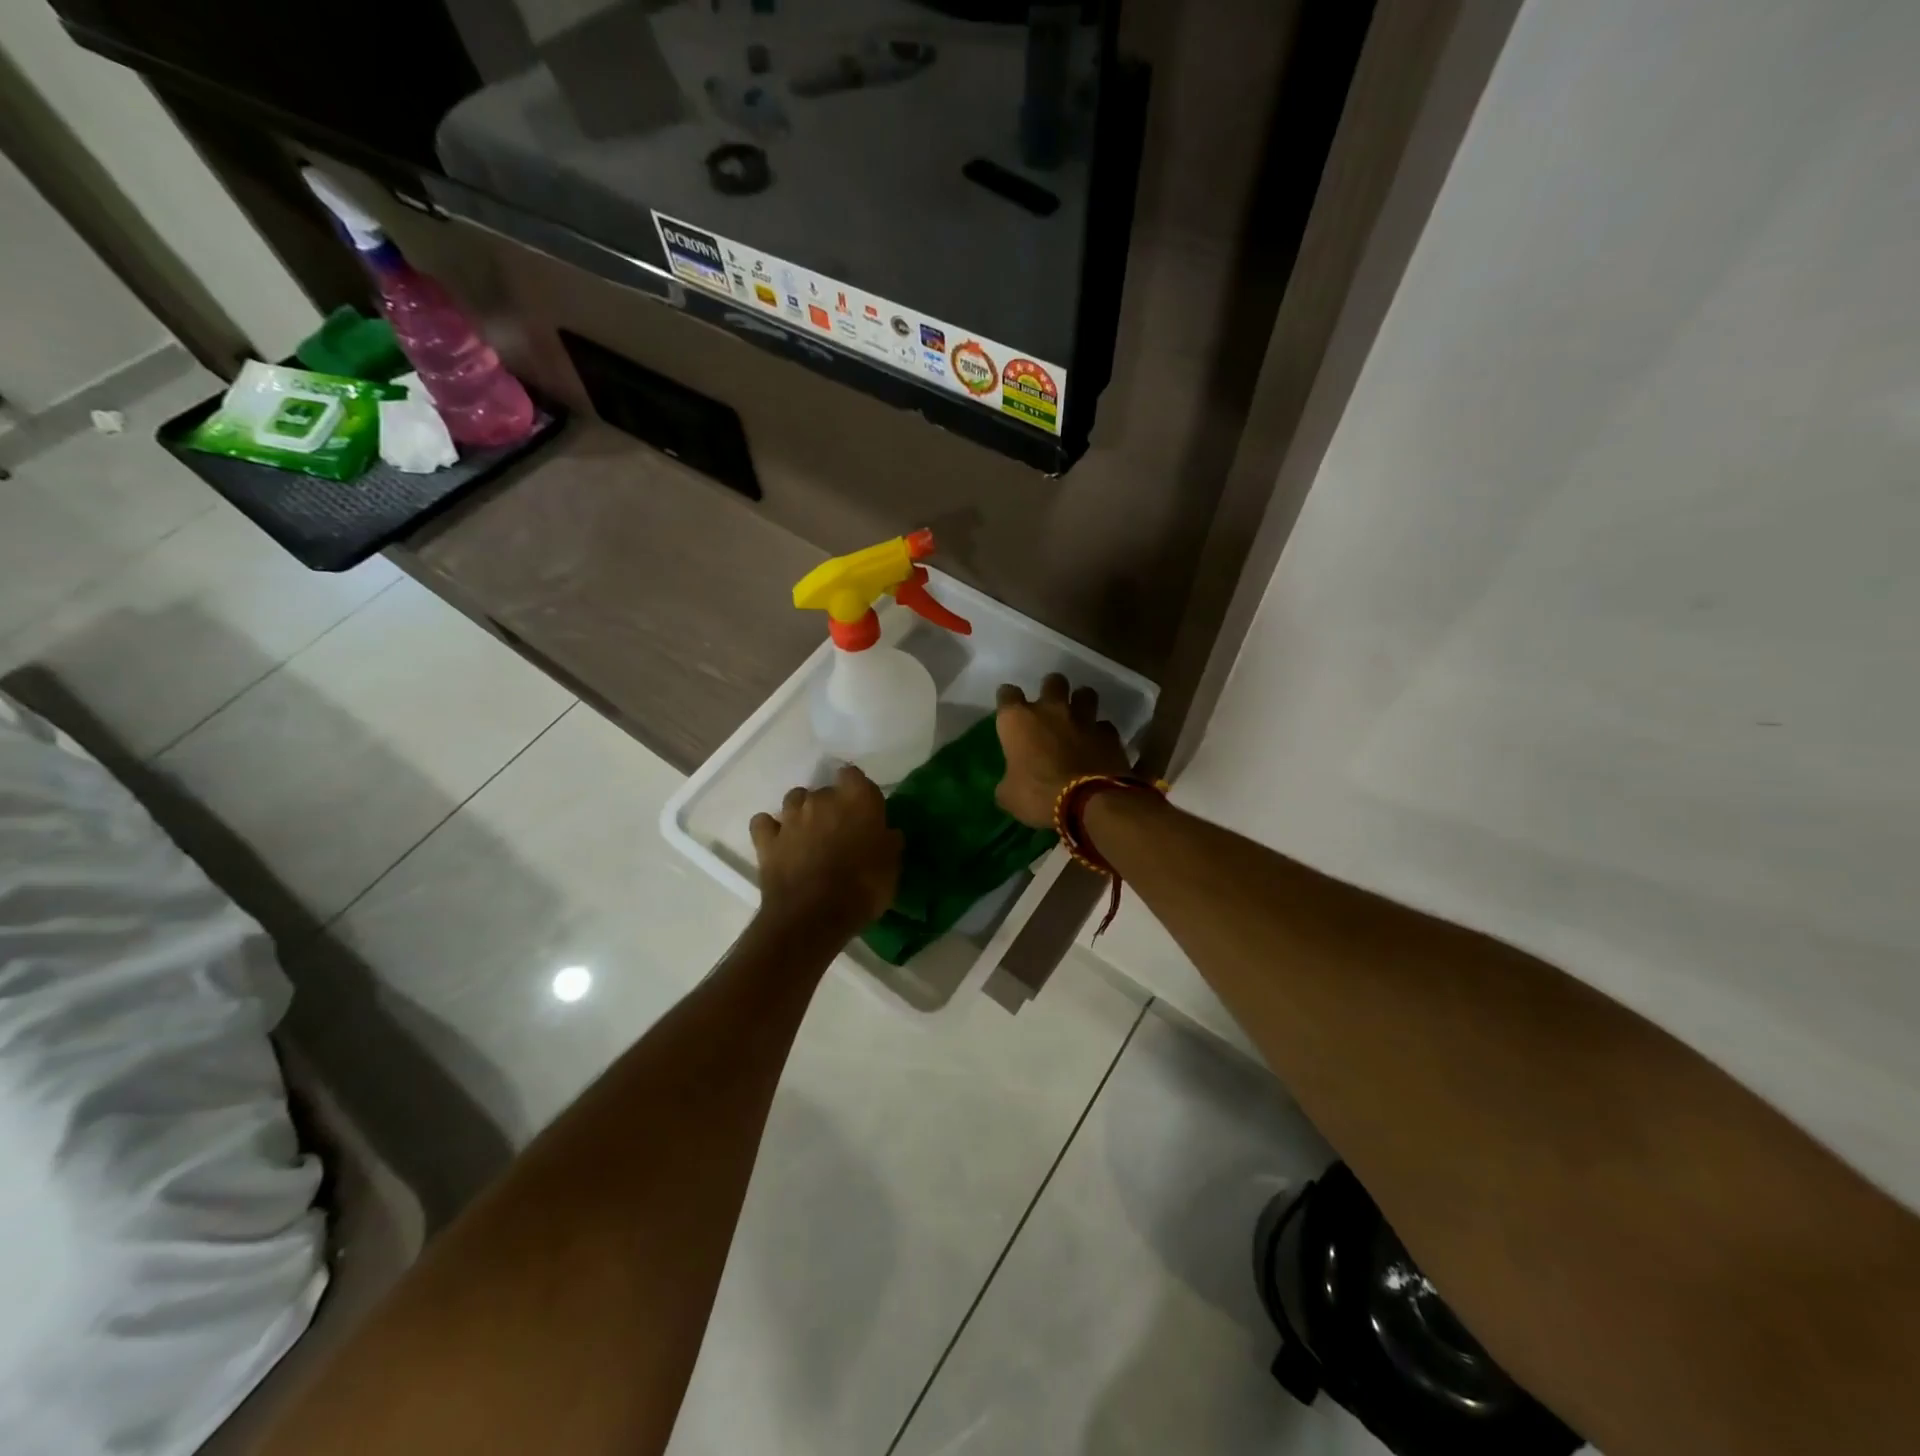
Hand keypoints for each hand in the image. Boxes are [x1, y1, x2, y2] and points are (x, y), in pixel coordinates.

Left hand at [750, 766, 902, 932]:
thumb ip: (888, 842)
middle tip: (839, 832)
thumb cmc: (862, 888)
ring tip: (808, 835)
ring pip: (794, 800)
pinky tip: (778, 842)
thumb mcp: (891, 867)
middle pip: (825, 790)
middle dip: (831, 806)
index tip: (863, 808)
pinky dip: (770, 829)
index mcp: (856, 799)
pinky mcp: (766, 839)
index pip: (853, 775)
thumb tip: (887, 832)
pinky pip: (764, 823)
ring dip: (801, 813)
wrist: (813, 916)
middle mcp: (821, 799)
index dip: (857, 790)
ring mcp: (790, 817)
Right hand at [995, 674, 1130, 828]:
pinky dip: (1101, 733)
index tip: (1009, 708)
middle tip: (1050, 706)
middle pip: (1052, 681)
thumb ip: (1009, 781)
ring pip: (1085, 693)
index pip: (1007, 694)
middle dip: (1051, 689)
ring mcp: (1084, 719)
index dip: (1007, 699)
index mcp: (1018, 720)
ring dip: (1081, 702)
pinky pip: (1105, 726)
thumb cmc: (1038, 795)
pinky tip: (1099, 745)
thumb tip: (1011, 783)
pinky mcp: (1110, 734)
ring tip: (1079, 716)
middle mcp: (1051, 710)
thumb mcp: (1009, 796)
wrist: (1089, 803)